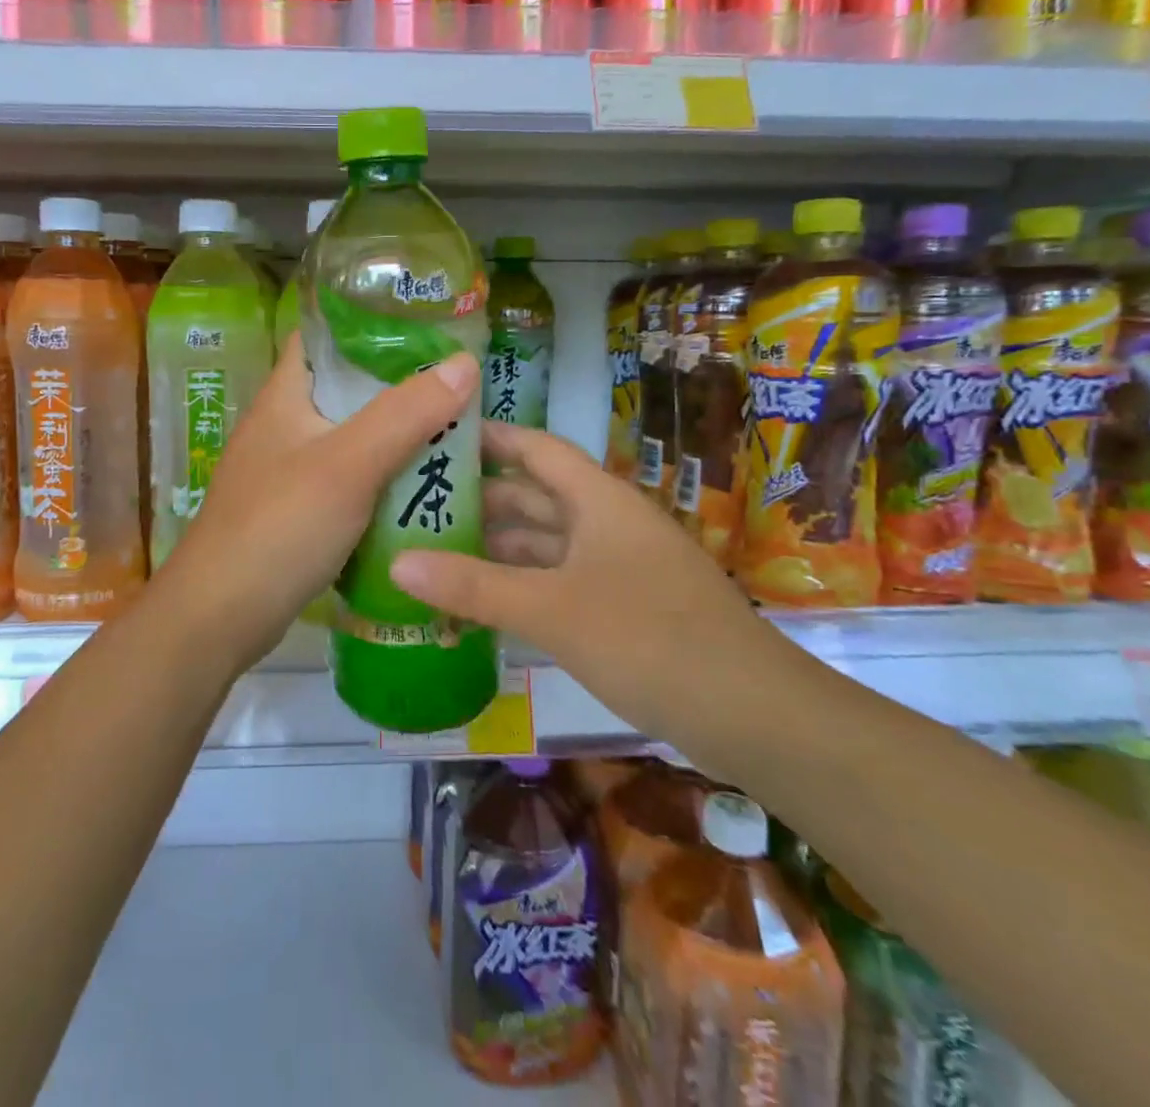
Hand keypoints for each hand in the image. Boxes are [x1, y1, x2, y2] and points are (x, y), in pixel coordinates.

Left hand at [147, 332, 481, 673]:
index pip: (325, 335)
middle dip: (399, 382)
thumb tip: (465, 361)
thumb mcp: (349, 464)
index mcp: (286, 394)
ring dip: (396, 431)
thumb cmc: (279, 527)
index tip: (428, 324)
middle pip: (347, 386)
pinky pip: (349, 477)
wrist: (220, 616)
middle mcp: (284, 423)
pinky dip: (382, 474)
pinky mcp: (297, 509)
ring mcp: (288, 468)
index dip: (371, 321)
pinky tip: (420, 482)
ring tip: (453, 427)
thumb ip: (405, 414)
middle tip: (458, 382)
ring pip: (352, 434)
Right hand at [390, 423, 816, 779]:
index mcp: (598, 500)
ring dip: (497, 548)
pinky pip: (559, 582)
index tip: (437, 436)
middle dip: (480, 500)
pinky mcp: (623, 608)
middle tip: (416, 506)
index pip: (536, 448)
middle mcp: (607, 523)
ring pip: (546, 544)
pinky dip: (521, 586)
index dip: (490, 438)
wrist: (753, 714)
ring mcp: (617, 567)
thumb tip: (397, 562)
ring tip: (434, 553)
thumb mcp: (552, 609)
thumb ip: (474, 586)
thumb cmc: (648, 639)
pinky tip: (482, 603)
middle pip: (535, 497)